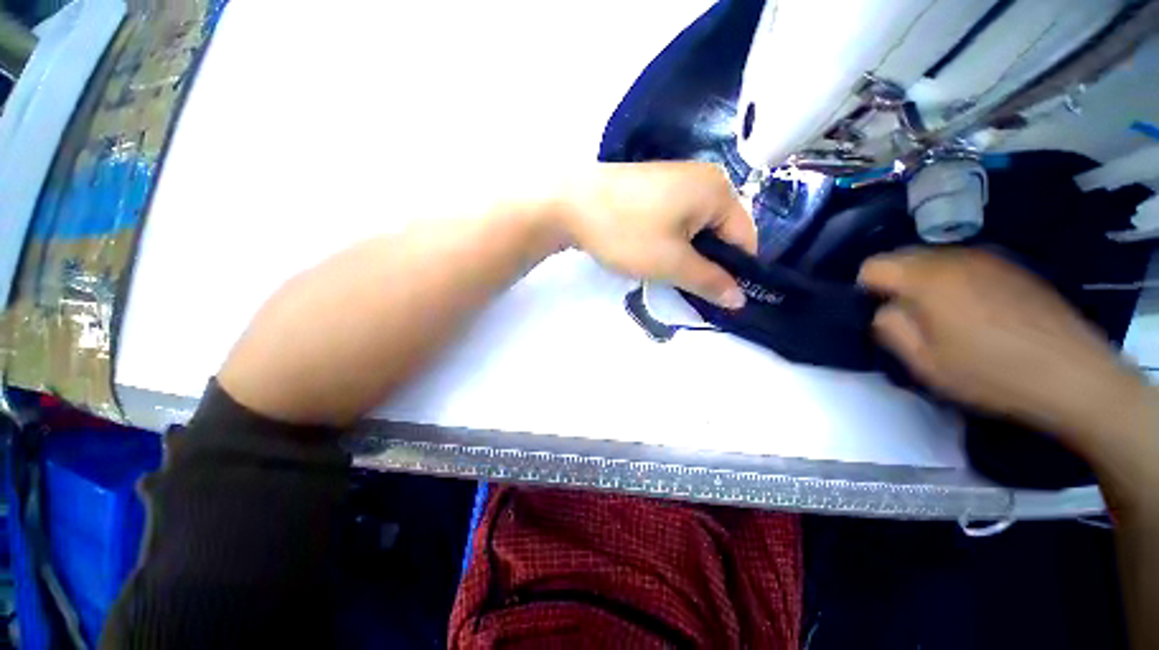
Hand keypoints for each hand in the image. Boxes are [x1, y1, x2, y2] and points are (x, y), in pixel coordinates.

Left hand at [557, 162, 756, 308]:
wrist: (570, 204)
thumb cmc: (626, 233)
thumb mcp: (672, 264)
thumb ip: (710, 282)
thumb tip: (740, 299)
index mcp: (719, 190)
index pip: (745, 240)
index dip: (734, 272)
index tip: (715, 297)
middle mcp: (705, 178)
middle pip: (721, 233)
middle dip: (707, 263)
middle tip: (683, 285)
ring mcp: (678, 179)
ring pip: (697, 229)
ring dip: (687, 254)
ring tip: (664, 270)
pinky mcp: (656, 187)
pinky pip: (677, 220)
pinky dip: (672, 241)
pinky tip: (653, 251)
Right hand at [858, 248, 1150, 452]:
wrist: (1074, 375)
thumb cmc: (991, 372)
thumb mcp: (924, 362)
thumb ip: (889, 328)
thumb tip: (885, 309)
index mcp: (927, 278)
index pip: (873, 266)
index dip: (866, 289)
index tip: (880, 314)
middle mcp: (955, 258)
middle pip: (903, 257)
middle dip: (895, 283)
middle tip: (909, 317)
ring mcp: (989, 259)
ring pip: (935, 259)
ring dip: (925, 282)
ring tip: (942, 316)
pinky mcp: (1013, 268)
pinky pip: (965, 265)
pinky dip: (955, 281)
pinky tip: (975, 312)